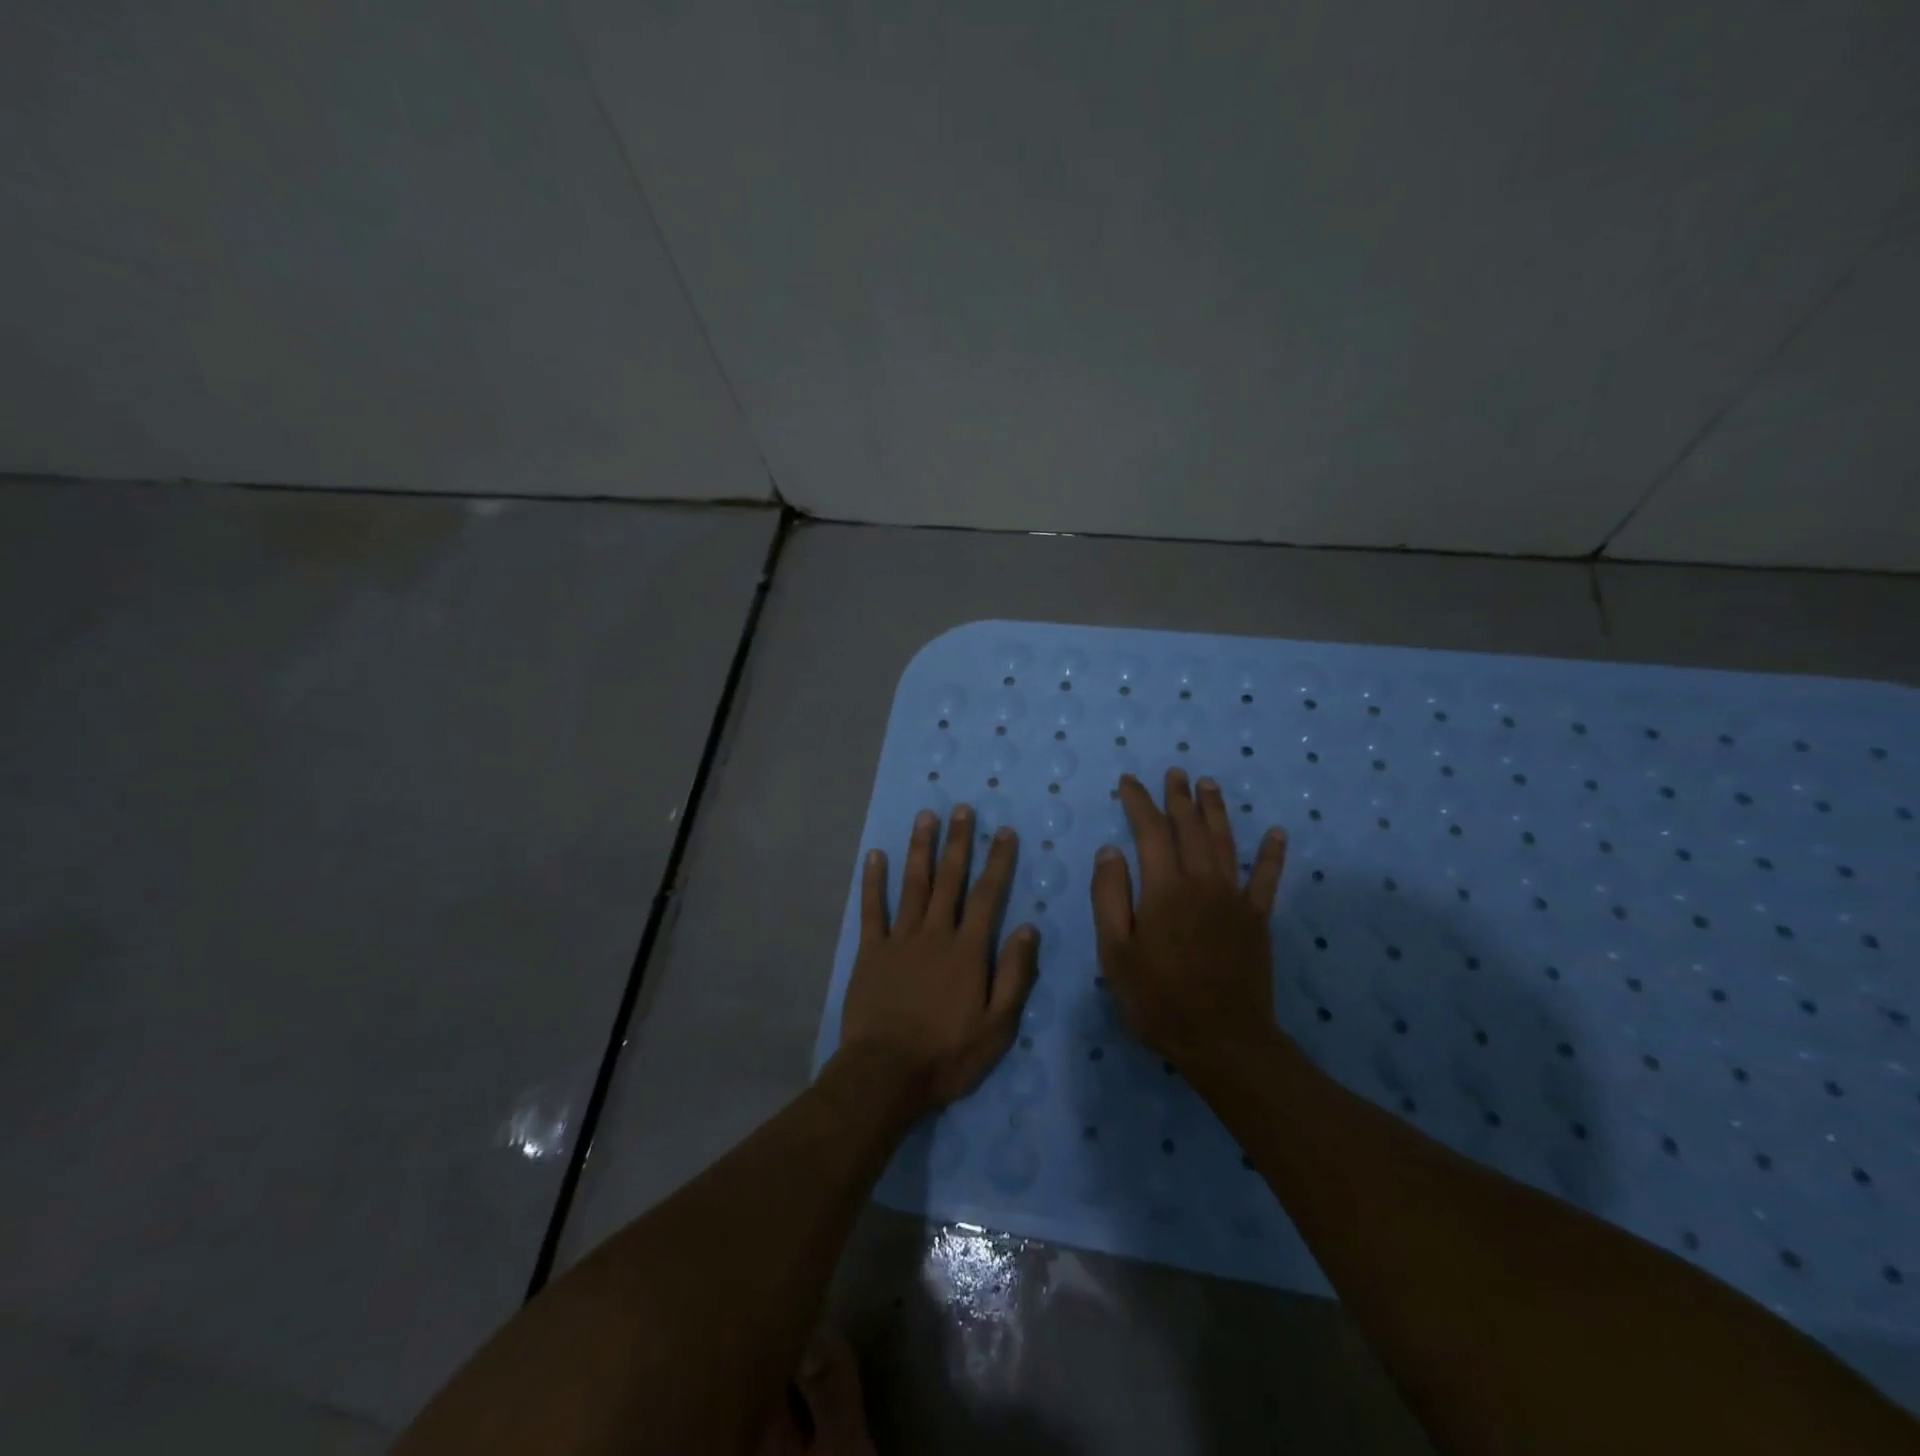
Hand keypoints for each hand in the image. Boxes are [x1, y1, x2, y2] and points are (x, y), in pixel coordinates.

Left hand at [838, 806, 1038, 1109]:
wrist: (886, 1074)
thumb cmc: (948, 1055)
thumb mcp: (998, 1027)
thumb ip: (1014, 975)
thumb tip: (1029, 929)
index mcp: (968, 950)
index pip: (988, 895)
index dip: (997, 861)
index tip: (1003, 832)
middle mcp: (935, 934)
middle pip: (949, 880)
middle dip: (958, 842)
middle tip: (961, 809)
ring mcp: (900, 939)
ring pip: (913, 884)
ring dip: (920, 849)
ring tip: (925, 817)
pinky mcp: (871, 952)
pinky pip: (872, 909)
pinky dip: (873, 881)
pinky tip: (875, 856)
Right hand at [1091, 769, 1287, 1067]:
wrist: (1222, 1041)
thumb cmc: (1158, 999)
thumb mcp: (1115, 952)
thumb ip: (1110, 896)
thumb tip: (1111, 850)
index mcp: (1164, 888)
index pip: (1150, 831)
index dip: (1139, 802)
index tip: (1129, 782)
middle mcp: (1202, 882)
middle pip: (1190, 828)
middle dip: (1179, 797)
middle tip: (1174, 773)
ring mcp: (1234, 899)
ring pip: (1225, 842)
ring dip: (1216, 811)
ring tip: (1208, 784)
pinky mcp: (1257, 920)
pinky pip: (1266, 879)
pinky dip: (1271, 854)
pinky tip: (1276, 833)